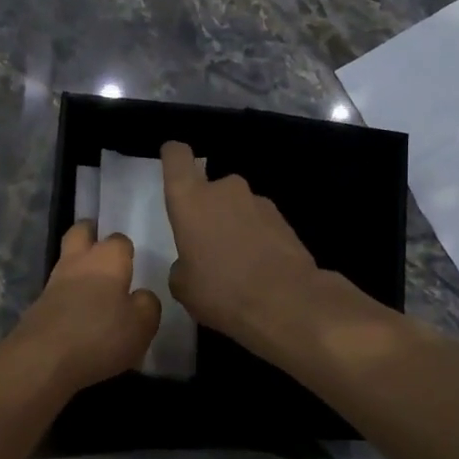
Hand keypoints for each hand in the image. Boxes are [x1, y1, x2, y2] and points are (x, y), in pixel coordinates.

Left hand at [5, 223, 160, 393]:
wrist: (42, 361)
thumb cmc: (100, 336)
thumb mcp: (142, 325)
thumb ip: (147, 304)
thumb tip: (141, 296)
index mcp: (107, 259)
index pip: (119, 240)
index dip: (126, 249)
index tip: (131, 262)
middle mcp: (78, 262)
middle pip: (80, 232)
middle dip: (91, 234)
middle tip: (103, 250)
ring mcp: (53, 283)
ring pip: (66, 261)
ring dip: (77, 268)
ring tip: (94, 289)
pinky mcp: (37, 307)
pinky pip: (56, 291)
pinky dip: (66, 296)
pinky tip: (78, 315)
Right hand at [161, 140, 320, 343]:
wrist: (286, 302)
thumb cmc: (221, 291)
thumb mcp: (183, 287)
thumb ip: (181, 265)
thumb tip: (191, 262)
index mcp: (191, 200)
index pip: (178, 157)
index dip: (174, 156)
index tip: (172, 162)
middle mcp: (224, 190)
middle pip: (209, 189)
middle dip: (207, 211)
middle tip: (206, 245)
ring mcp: (258, 202)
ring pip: (236, 207)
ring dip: (233, 226)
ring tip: (235, 263)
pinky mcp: (283, 219)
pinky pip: (259, 223)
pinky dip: (255, 238)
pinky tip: (258, 269)